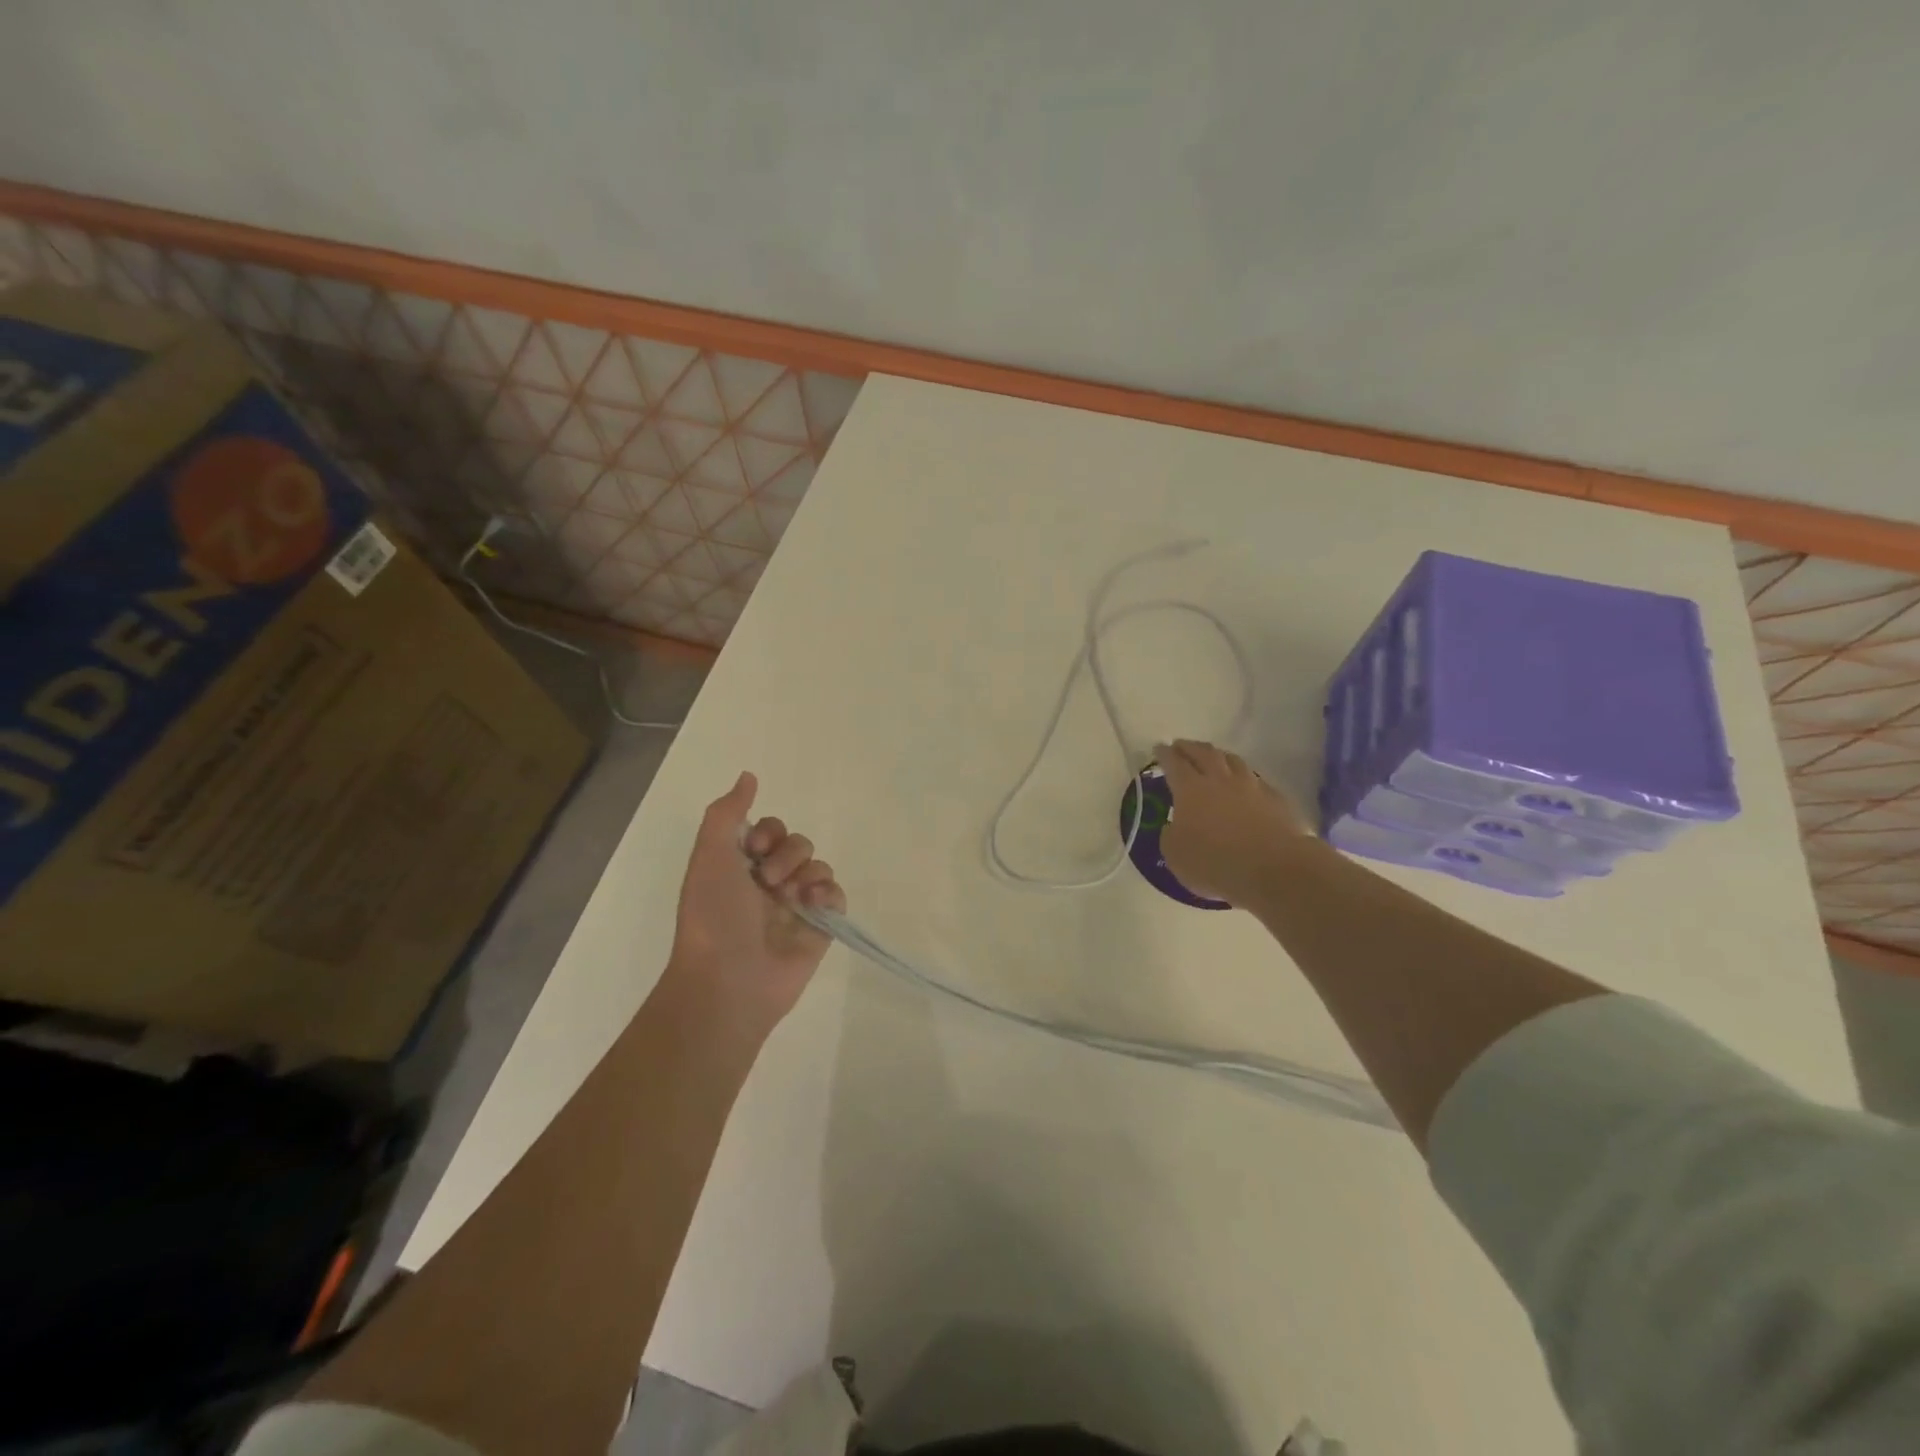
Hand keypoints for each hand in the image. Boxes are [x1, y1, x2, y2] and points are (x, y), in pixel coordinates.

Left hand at [663, 772, 845, 1040]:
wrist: (729, 980)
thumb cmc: (713, 915)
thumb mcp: (709, 855)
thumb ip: (727, 812)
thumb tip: (748, 775)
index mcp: (739, 868)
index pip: (769, 829)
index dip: (768, 831)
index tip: (755, 847)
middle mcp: (768, 883)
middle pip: (797, 843)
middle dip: (787, 854)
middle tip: (768, 880)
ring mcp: (795, 906)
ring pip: (818, 865)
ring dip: (806, 872)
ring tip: (791, 897)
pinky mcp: (819, 927)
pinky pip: (836, 894)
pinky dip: (828, 894)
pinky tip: (812, 905)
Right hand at [1155, 740, 1311, 906]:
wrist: (1274, 869)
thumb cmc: (1216, 863)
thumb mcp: (1176, 856)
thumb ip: (1170, 836)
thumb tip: (1173, 826)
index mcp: (1190, 790)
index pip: (1174, 763)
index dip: (1164, 754)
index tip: (1159, 747)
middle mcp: (1220, 780)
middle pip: (1204, 753)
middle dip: (1190, 747)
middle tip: (1181, 745)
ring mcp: (1251, 787)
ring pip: (1233, 760)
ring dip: (1220, 756)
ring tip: (1213, 757)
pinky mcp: (1276, 799)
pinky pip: (1256, 780)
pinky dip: (1246, 777)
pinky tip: (1246, 784)